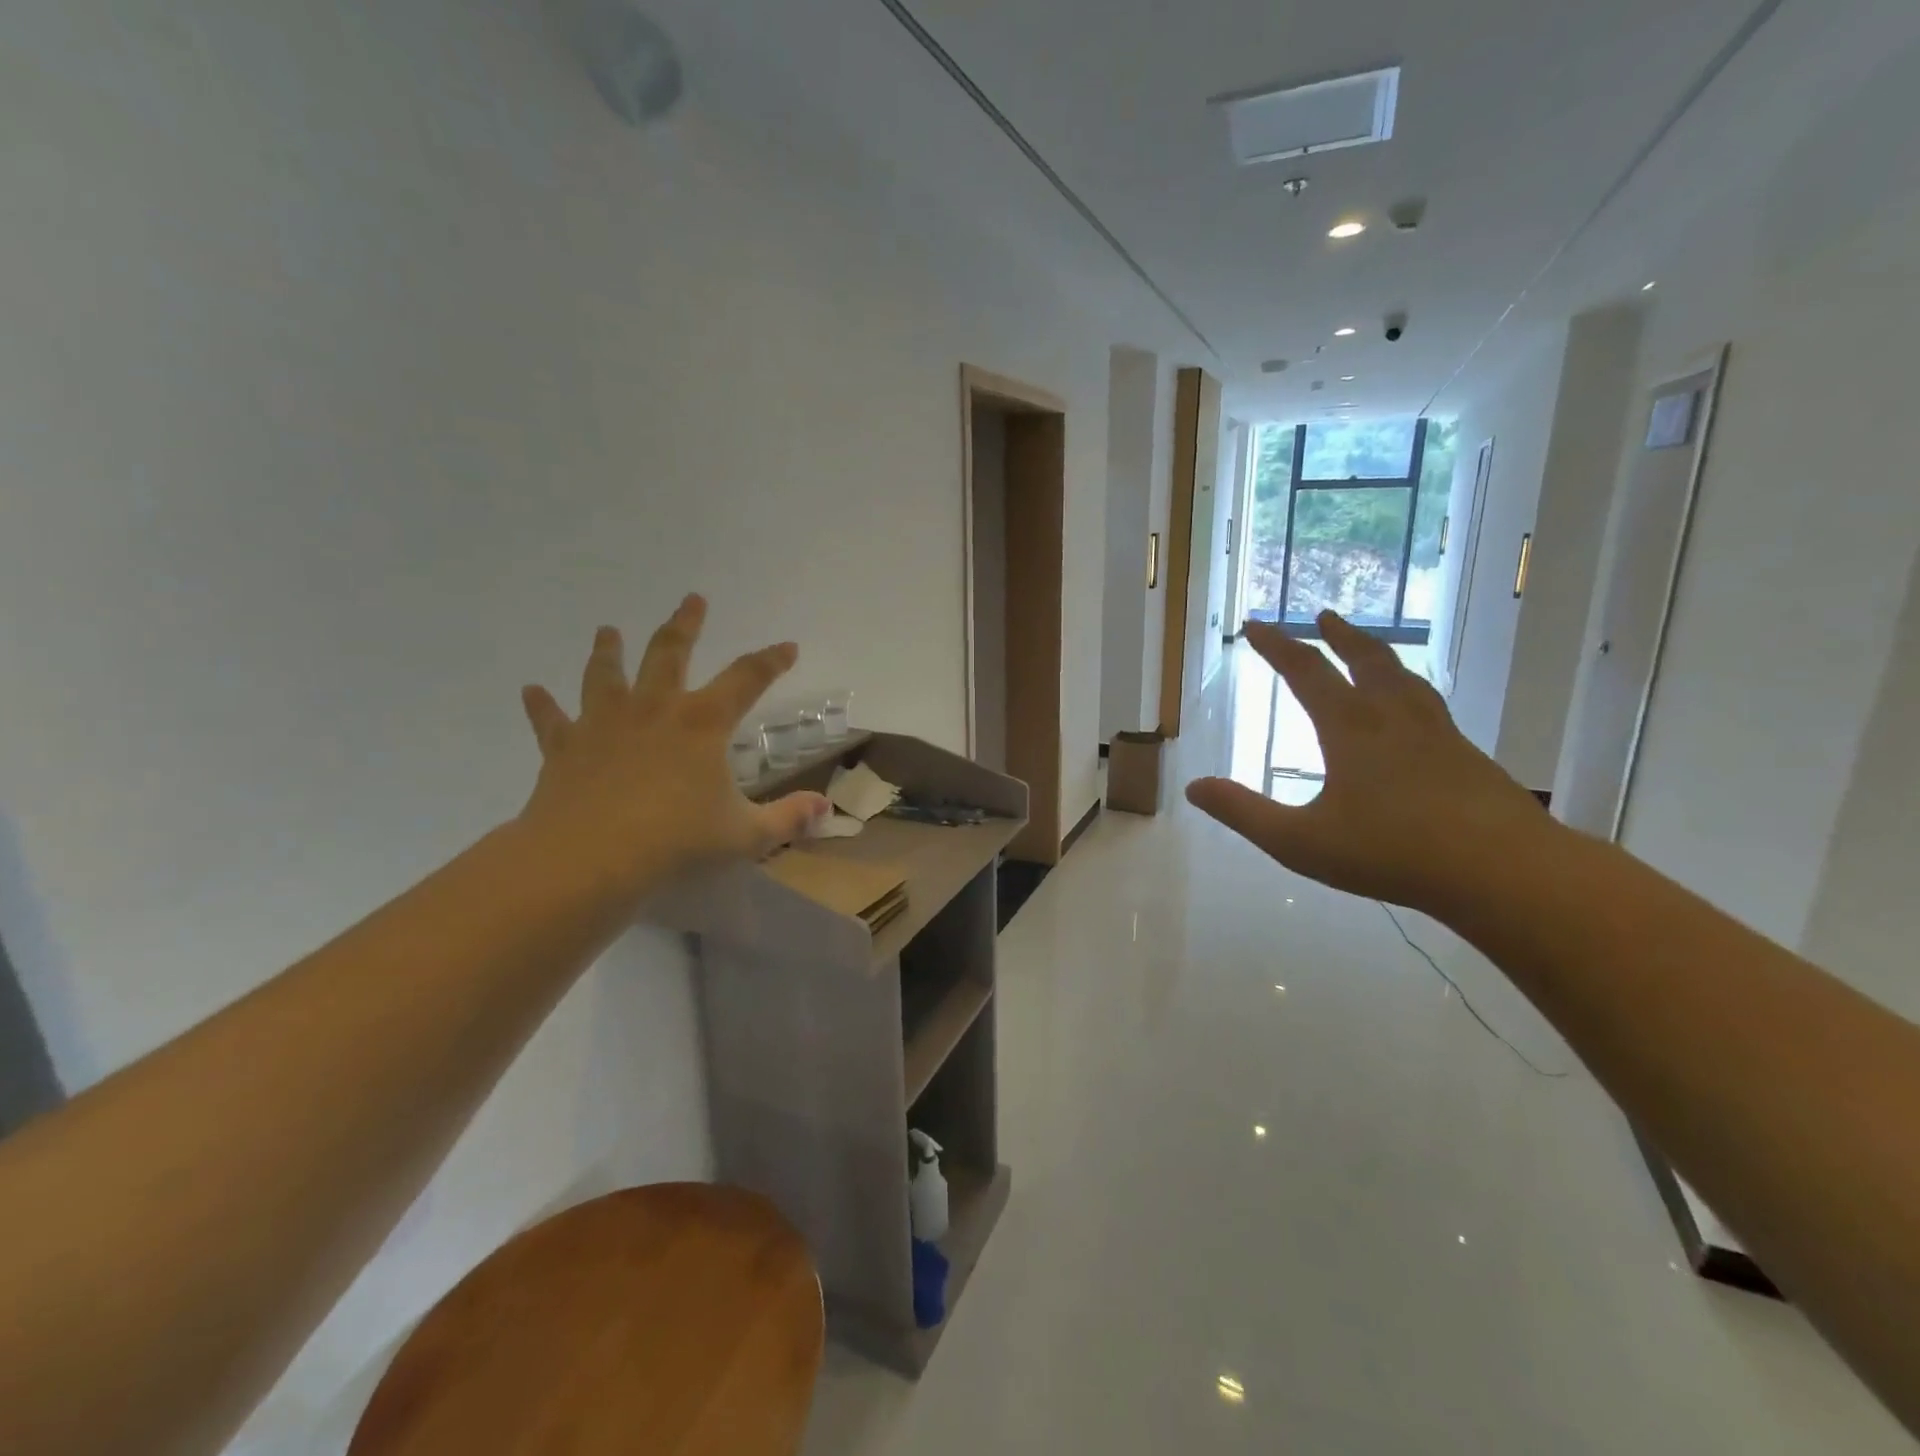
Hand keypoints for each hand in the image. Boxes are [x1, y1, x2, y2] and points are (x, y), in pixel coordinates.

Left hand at [516, 596, 828, 904]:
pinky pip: (552, 719)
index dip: (770, 661)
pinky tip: (531, 690)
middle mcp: (654, 709)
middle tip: (692, 599)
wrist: (588, 858)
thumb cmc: (676, 841)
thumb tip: (825, 809)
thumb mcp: (745, 835)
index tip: (787, 646)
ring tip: (607, 630)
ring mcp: (604, 723)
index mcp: (703, 723)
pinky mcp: (565, 746)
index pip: (747, 679)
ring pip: (606, 674)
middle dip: (685, 624)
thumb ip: (787, 819)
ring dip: (608, 650)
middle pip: (670, 652)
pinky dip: (542, 705)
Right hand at [1186, 613, 1550, 913]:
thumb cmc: (1391, 853)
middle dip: (1339, 636)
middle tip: (1324, 616)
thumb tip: (1193, 787)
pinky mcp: (1469, 757)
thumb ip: (1244, 812)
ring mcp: (1439, 734)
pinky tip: (1416, 714)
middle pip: (1365, 660)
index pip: (1306, 672)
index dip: (1277, 646)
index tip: (1255, 625)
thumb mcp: (1299, 841)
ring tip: (1372, 649)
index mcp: (1351, 728)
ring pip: (1405, 679)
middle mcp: (1395, 718)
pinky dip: (1411, 692)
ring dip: (1380, 656)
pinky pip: (1432, 708)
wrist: (1503, 871)